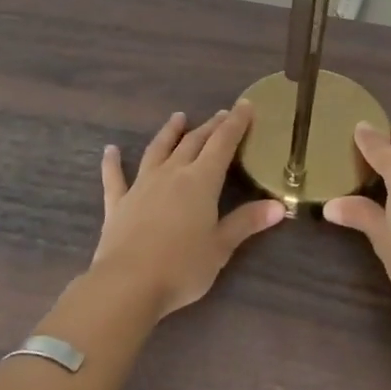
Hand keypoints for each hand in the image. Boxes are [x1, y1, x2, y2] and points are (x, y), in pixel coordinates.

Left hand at [92, 103, 285, 317]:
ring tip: (178, 117)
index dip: (235, 123)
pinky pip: (115, 177)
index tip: (245, 105)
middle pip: (194, 142)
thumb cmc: (182, 267)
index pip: (223, 144)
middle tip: (221, 113)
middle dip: (210, 126)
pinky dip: (113, 162)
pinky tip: (110, 150)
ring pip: (158, 150)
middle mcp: (172, 174)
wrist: (127, 285)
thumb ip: (247, 222)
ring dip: (169, 132)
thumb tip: (279, 205)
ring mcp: (142, 186)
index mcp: (201, 181)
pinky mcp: (118, 203)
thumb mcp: (221, 247)